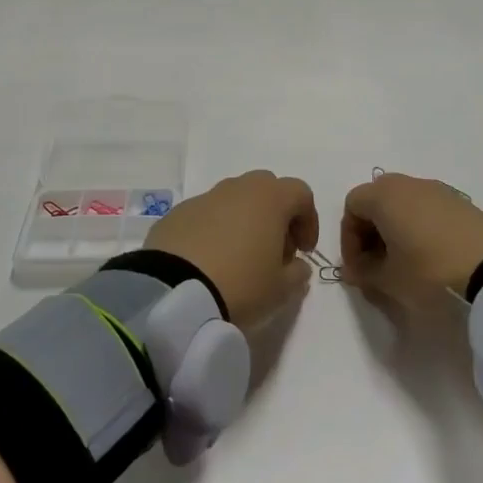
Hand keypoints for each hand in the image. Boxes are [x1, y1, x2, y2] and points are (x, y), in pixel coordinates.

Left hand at [145, 171, 318, 326]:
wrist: (174, 293)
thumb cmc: (240, 286)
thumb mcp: (281, 290)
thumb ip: (297, 273)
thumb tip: (296, 265)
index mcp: (269, 198)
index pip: (300, 193)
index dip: (308, 220)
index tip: (303, 251)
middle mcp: (236, 188)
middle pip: (266, 189)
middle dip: (275, 215)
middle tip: (273, 250)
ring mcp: (203, 198)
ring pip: (233, 200)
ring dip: (242, 221)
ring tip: (239, 258)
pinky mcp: (176, 214)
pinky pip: (205, 216)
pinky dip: (213, 231)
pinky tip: (208, 262)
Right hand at [340, 172, 482, 301]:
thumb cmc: (430, 271)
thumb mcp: (389, 280)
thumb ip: (364, 272)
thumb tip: (356, 269)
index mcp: (384, 195)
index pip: (352, 206)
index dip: (348, 238)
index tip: (358, 268)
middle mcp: (408, 183)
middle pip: (377, 200)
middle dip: (370, 231)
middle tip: (376, 263)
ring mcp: (438, 190)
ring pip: (404, 204)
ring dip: (396, 229)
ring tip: (404, 263)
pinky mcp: (462, 203)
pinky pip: (427, 209)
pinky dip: (419, 227)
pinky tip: (430, 257)